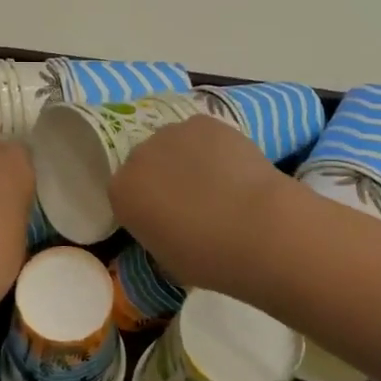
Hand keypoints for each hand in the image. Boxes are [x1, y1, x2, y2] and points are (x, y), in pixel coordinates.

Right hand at [108, 116, 293, 292]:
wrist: (258, 228)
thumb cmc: (208, 257)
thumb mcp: (167, 259)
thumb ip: (156, 233)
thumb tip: (168, 225)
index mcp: (122, 192)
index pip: (126, 194)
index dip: (147, 206)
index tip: (166, 220)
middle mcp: (138, 156)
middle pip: (146, 163)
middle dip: (162, 177)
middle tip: (192, 201)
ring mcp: (171, 133)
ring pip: (174, 144)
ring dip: (186, 158)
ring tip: (218, 182)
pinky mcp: (204, 122)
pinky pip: (202, 133)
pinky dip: (213, 146)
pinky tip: (234, 167)